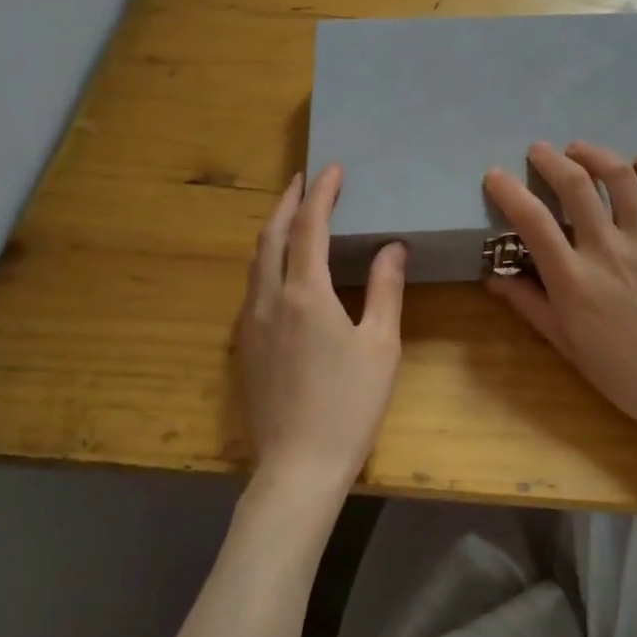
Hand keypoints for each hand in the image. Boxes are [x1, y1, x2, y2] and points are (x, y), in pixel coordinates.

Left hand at [235, 164, 406, 506]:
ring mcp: (250, 322)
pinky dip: (267, 259)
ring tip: (293, 214)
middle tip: (304, 179)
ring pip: (256, 260)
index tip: (332, 168)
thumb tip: (392, 247)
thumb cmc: (349, 405)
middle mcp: (269, 298)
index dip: (322, 193)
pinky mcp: (244, 345)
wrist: (297, 467)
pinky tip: (282, 268)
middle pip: (272, 235)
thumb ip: (385, 289)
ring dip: (274, 228)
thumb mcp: (380, 345)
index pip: (310, 226)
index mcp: (305, 293)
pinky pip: (253, 285)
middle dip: (288, 201)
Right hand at [483, 142, 636, 456]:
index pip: (532, 220)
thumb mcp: (565, 343)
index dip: (508, 191)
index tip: (495, 176)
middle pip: (575, 184)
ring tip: (580, 151)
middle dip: (550, 159)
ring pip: (621, 176)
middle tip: (538, 151)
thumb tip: (495, 276)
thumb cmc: (622, 371)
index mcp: (574, 278)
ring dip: (595, 154)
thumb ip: (530, 304)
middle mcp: (608, 248)